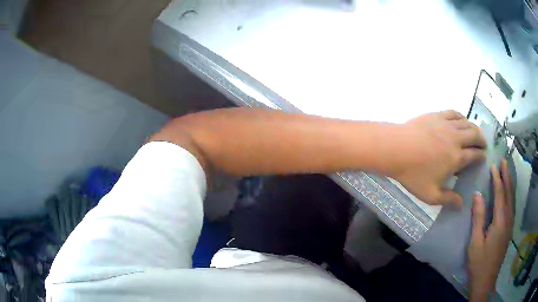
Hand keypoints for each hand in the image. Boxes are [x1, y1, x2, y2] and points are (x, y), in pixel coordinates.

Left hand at [390, 110, 486, 207]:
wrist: (395, 149)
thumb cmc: (413, 174)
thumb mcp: (431, 194)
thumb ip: (448, 199)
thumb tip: (461, 205)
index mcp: (456, 158)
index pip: (475, 154)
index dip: (482, 155)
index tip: (484, 157)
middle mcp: (455, 138)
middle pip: (475, 135)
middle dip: (482, 140)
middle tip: (484, 144)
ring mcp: (446, 124)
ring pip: (466, 123)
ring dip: (474, 127)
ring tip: (476, 133)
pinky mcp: (437, 115)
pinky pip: (453, 113)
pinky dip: (461, 116)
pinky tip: (462, 120)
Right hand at [468, 161, 513, 301]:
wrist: (486, 280)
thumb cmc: (479, 263)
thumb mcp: (475, 243)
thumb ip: (478, 218)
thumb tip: (477, 195)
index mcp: (500, 222)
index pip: (500, 194)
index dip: (497, 179)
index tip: (493, 165)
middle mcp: (508, 219)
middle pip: (509, 193)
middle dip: (507, 176)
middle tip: (504, 160)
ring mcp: (510, 224)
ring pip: (512, 198)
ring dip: (510, 183)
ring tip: (507, 170)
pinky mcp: (509, 229)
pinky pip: (512, 205)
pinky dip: (511, 194)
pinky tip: (509, 191)